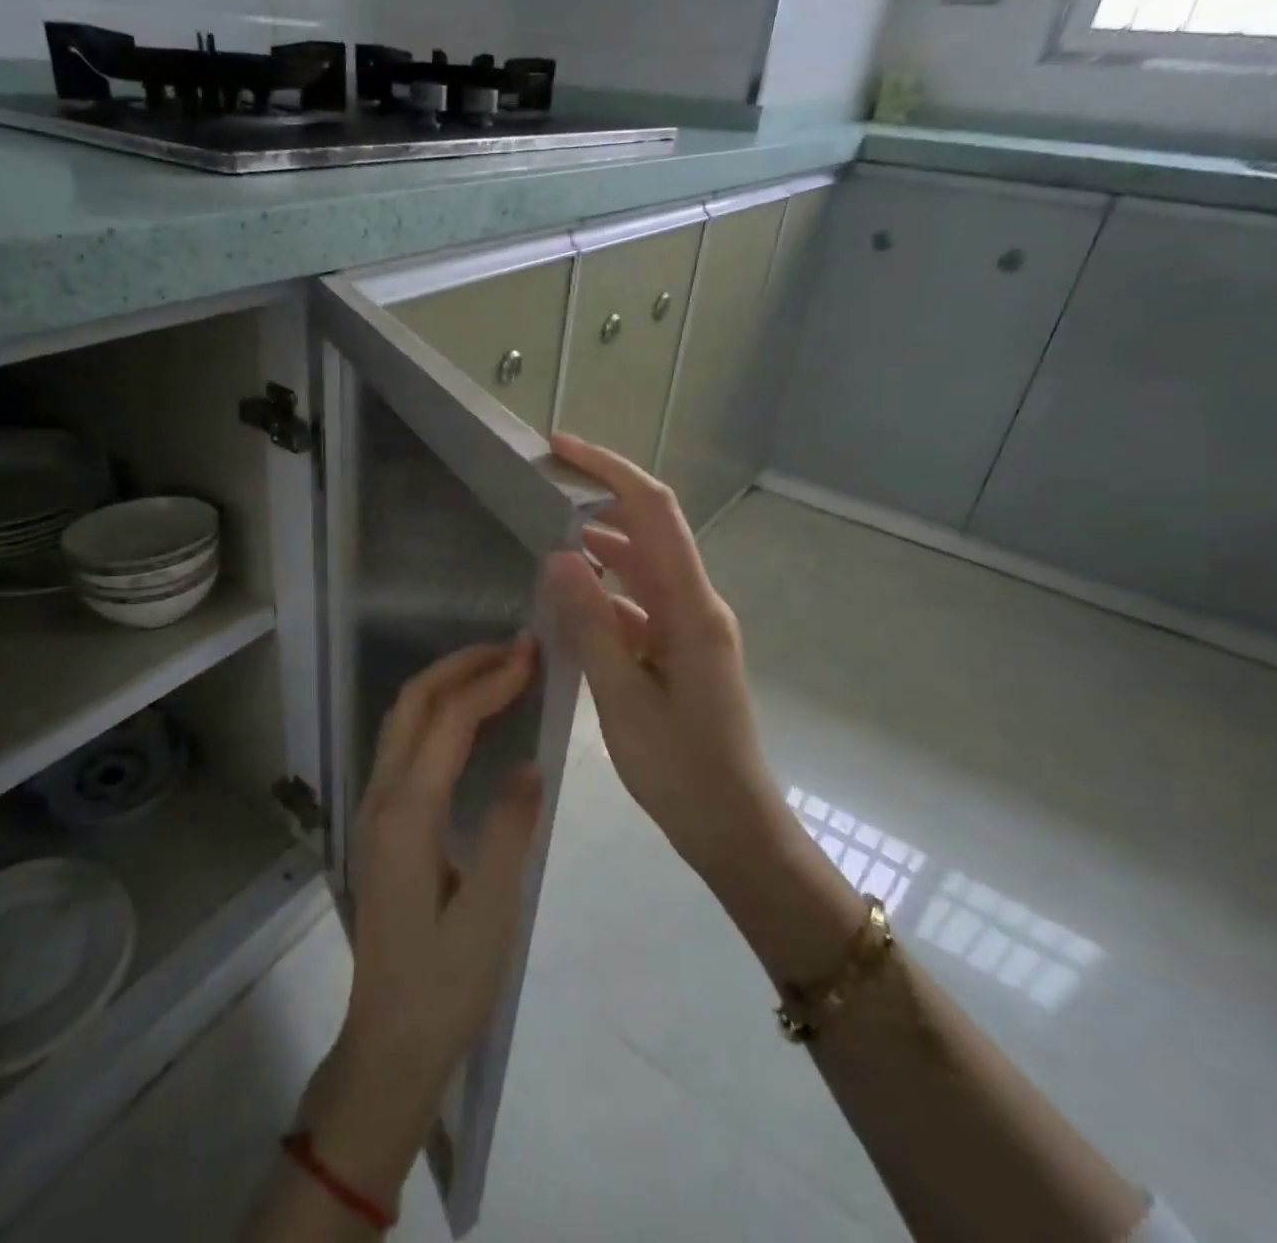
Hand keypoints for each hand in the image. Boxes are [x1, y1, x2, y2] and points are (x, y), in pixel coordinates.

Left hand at [305, 636, 544, 1205]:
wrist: (389, 1042)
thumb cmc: (445, 984)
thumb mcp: (491, 912)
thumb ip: (510, 829)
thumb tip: (529, 763)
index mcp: (407, 813)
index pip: (448, 721)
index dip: (490, 680)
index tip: (530, 653)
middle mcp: (382, 797)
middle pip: (413, 704)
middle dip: (460, 665)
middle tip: (513, 649)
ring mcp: (375, 808)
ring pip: (403, 720)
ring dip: (446, 685)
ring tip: (497, 671)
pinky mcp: (382, 823)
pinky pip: (405, 745)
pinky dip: (437, 714)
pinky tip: (469, 722)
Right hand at [542, 433, 859, 984]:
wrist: (734, 829)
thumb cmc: (682, 770)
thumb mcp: (623, 698)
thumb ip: (591, 624)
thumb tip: (559, 555)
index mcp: (691, 608)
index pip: (653, 512)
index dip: (609, 470)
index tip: (561, 448)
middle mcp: (696, 605)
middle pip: (649, 530)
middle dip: (600, 500)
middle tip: (542, 489)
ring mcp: (691, 628)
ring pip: (642, 568)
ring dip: (599, 549)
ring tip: (545, 541)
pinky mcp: (680, 651)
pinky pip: (639, 605)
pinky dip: (604, 594)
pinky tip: (568, 604)